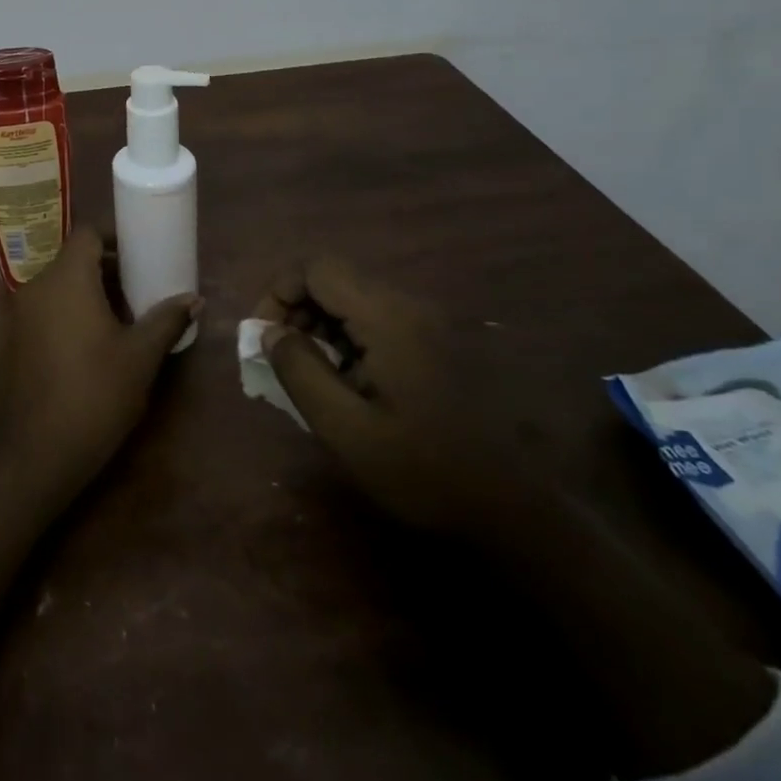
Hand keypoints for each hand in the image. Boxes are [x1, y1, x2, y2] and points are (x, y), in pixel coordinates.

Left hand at [0, 226, 201, 505]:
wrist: (38, 452)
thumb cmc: (96, 394)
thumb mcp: (141, 357)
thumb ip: (167, 320)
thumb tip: (195, 298)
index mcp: (67, 278)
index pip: (87, 234)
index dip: (113, 237)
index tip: (140, 253)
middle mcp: (37, 286)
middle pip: (72, 259)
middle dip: (105, 267)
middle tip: (139, 285)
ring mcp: (20, 314)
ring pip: (58, 285)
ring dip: (87, 290)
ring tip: (122, 315)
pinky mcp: (14, 340)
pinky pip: (45, 308)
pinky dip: (68, 310)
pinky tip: (93, 341)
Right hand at [257, 257, 529, 536]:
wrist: (517, 512)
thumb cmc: (425, 471)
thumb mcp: (346, 429)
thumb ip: (300, 372)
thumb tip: (270, 333)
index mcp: (387, 317)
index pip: (316, 268)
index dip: (279, 291)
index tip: (264, 336)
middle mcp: (409, 306)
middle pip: (334, 279)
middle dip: (297, 309)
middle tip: (280, 357)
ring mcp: (428, 323)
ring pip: (354, 299)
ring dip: (320, 325)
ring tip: (310, 374)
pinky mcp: (437, 343)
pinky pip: (377, 320)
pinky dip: (348, 339)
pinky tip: (348, 383)